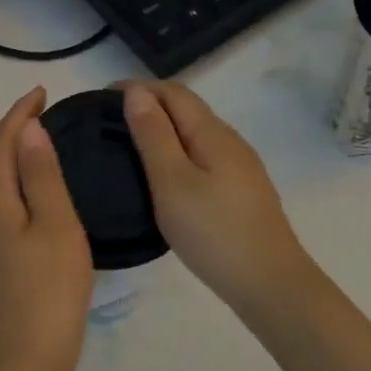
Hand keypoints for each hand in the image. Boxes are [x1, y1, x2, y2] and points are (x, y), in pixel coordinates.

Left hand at [0, 87, 94, 370]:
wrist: (24, 364)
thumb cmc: (48, 291)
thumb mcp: (55, 226)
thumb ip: (41, 176)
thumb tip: (27, 130)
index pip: (1, 145)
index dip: (18, 115)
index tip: (41, 92)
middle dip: (17, 136)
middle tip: (49, 117)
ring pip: (0, 193)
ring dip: (19, 166)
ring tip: (49, 154)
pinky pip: (6, 216)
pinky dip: (23, 195)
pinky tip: (43, 206)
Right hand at [120, 81, 318, 319]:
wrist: (269, 283)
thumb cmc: (213, 232)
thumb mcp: (172, 182)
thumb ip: (154, 136)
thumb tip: (136, 93)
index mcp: (212, 133)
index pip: (173, 92)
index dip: (138, 88)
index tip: (101, 98)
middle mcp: (230, 141)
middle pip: (187, 109)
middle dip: (149, 105)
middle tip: (109, 122)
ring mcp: (240, 167)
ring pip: (195, 134)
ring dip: (163, 130)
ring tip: (129, 146)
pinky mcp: (241, 191)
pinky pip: (203, 156)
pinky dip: (177, 152)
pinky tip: (164, 176)